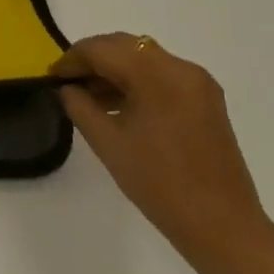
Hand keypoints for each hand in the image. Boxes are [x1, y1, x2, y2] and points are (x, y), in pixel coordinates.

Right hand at [55, 33, 273, 267]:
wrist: (222, 227)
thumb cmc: (159, 183)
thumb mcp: (108, 142)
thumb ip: (79, 106)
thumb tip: (66, 88)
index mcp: (157, 75)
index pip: (101, 49)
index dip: (71, 60)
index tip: (51, 77)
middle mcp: (181, 68)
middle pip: (124, 46)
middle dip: (92, 59)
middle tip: (67, 83)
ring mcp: (198, 83)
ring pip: (143, 58)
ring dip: (114, 69)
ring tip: (89, 96)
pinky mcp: (206, 99)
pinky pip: (161, 74)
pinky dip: (136, 80)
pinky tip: (119, 104)